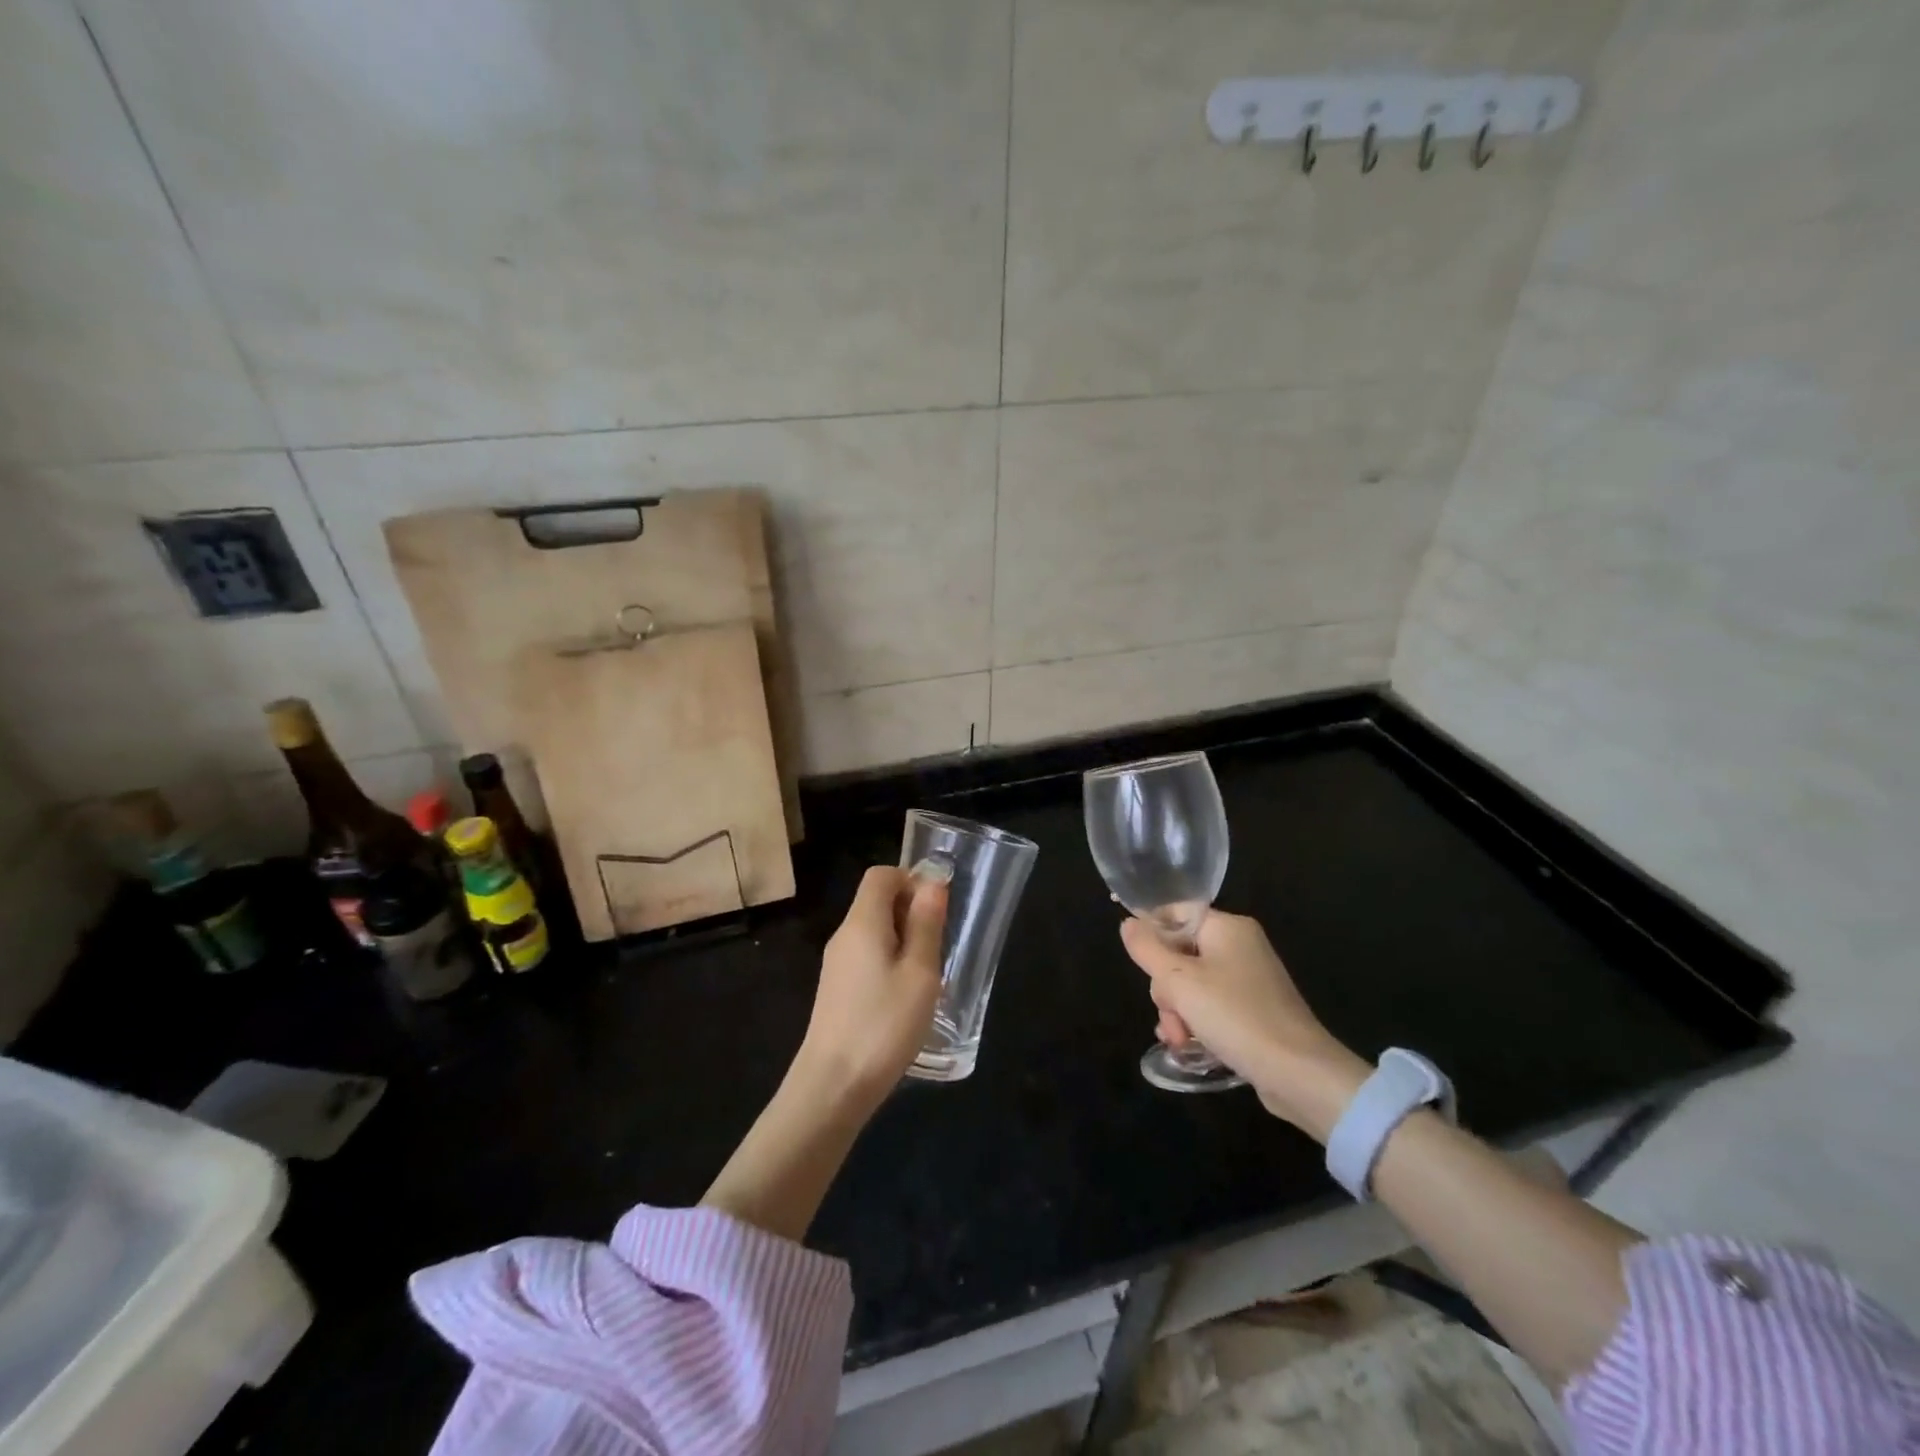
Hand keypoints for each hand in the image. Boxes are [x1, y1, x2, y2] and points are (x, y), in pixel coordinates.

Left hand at [795, 865, 947, 1108]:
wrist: (833, 1086)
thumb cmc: (884, 1024)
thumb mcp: (919, 973)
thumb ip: (926, 924)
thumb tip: (931, 883)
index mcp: (863, 922)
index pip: (881, 875)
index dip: (911, 879)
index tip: (937, 908)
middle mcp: (844, 935)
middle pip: (876, 900)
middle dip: (911, 910)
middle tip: (938, 944)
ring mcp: (836, 964)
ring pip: (873, 930)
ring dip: (903, 938)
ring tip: (927, 973)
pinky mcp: (836, 989)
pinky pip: (866, 955)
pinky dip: (889, 960)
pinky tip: (905, 995)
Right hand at [1120, 912, 1368, 1138]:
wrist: (1299, 1073)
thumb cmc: (1235, 1016)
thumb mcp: (1179, 981)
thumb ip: (1148, 949)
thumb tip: (1128, 923)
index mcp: (1228, 927)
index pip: (1175, 915)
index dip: (1151, 934)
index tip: (1139, 965)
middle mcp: (1240, 946)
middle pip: (1181, 953)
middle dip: (1166, 989)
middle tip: (1170, 1015)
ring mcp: (1250, 979)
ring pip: (1192, 984)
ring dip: (1178, 1012)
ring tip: (1179, 1040)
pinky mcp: (1255, 1010)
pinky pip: (1212, 1006)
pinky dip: (1197, 1022)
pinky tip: (1189, 1046)